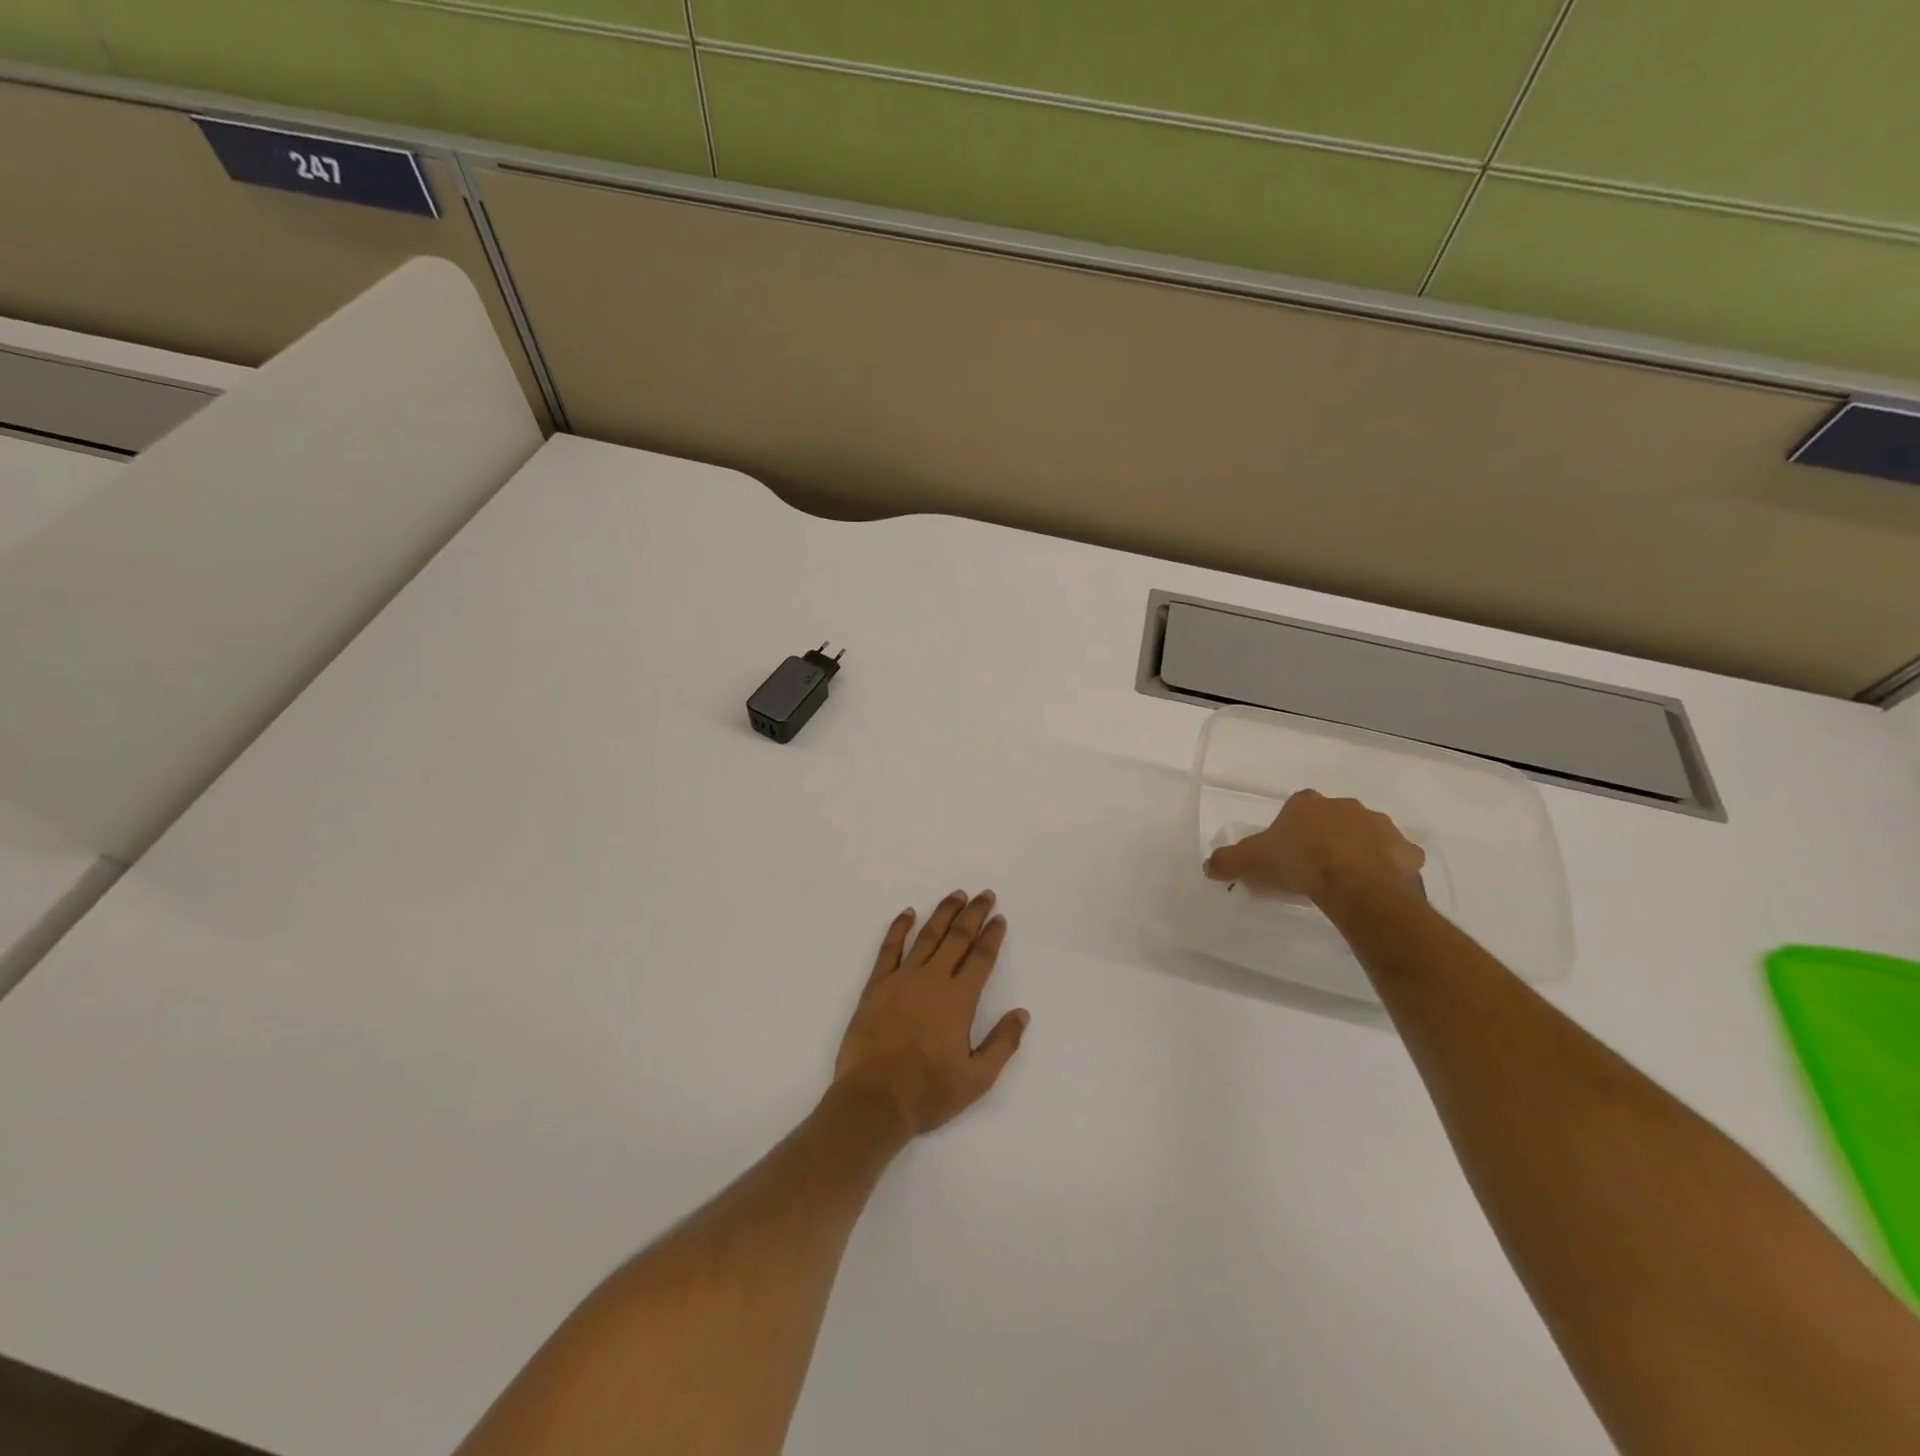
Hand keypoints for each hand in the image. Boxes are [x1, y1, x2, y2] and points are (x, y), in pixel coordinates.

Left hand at [833, 891, 1029, 1138]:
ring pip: (927, 936)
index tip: (999, 918)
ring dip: (943, 913)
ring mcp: (902, 979)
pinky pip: (889, 948)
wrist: (873, 1100)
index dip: (992, 935)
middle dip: (974, 914)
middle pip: (957, 938)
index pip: (981, 958)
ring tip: (956, 896)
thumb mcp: (977, 1079)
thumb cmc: (928, 1093)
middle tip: (985, 895)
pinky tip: (908, 913)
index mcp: (959, 1000)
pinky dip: (899, 927)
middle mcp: (932, 980)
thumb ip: (1002, 1043)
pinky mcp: (876, 985)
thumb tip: (1022, 1013)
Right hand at [1203, 790, 1424, 903]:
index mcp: (1307, 803)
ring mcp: (1380, 826)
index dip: (1292, 829)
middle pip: (1334, 818)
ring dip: (1359, 850)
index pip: (1297, 807)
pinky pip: (1397, 858)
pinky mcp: (1406, 852)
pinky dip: (1391, 868)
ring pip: (1367, 835)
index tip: (1287, 852)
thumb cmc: (1298, 864)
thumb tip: (1209, 866)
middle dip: (1327, 837)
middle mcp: (1345, 806)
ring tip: (1346, 880)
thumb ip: (1227, 861)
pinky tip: (1378, 887)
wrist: (1353, 885)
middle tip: (1315, 867)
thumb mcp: (1249, 862)